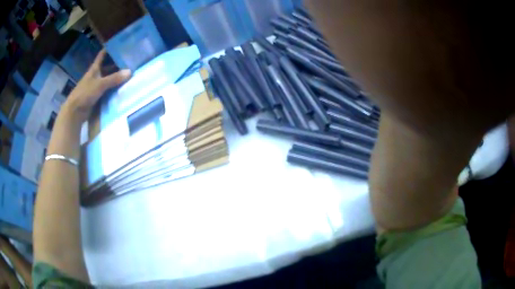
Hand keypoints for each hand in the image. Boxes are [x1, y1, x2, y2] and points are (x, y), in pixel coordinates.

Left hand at [62, 49, 130, 123]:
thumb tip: (130, 72)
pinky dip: (113, 89)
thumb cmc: (85, 94)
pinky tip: (122, 89)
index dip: (109, 49)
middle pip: (107, 67)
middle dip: (117, 64)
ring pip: (107, 79)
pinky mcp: (96, 97)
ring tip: (129, 75)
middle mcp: (95, 75)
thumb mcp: (100, 84)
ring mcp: (95, 86)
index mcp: (94, 69)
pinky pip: (107, 90)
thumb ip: (114, 79)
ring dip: (116, 78)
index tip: (120, 44)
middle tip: (130, 62)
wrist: (75, 112)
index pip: (102, 55)